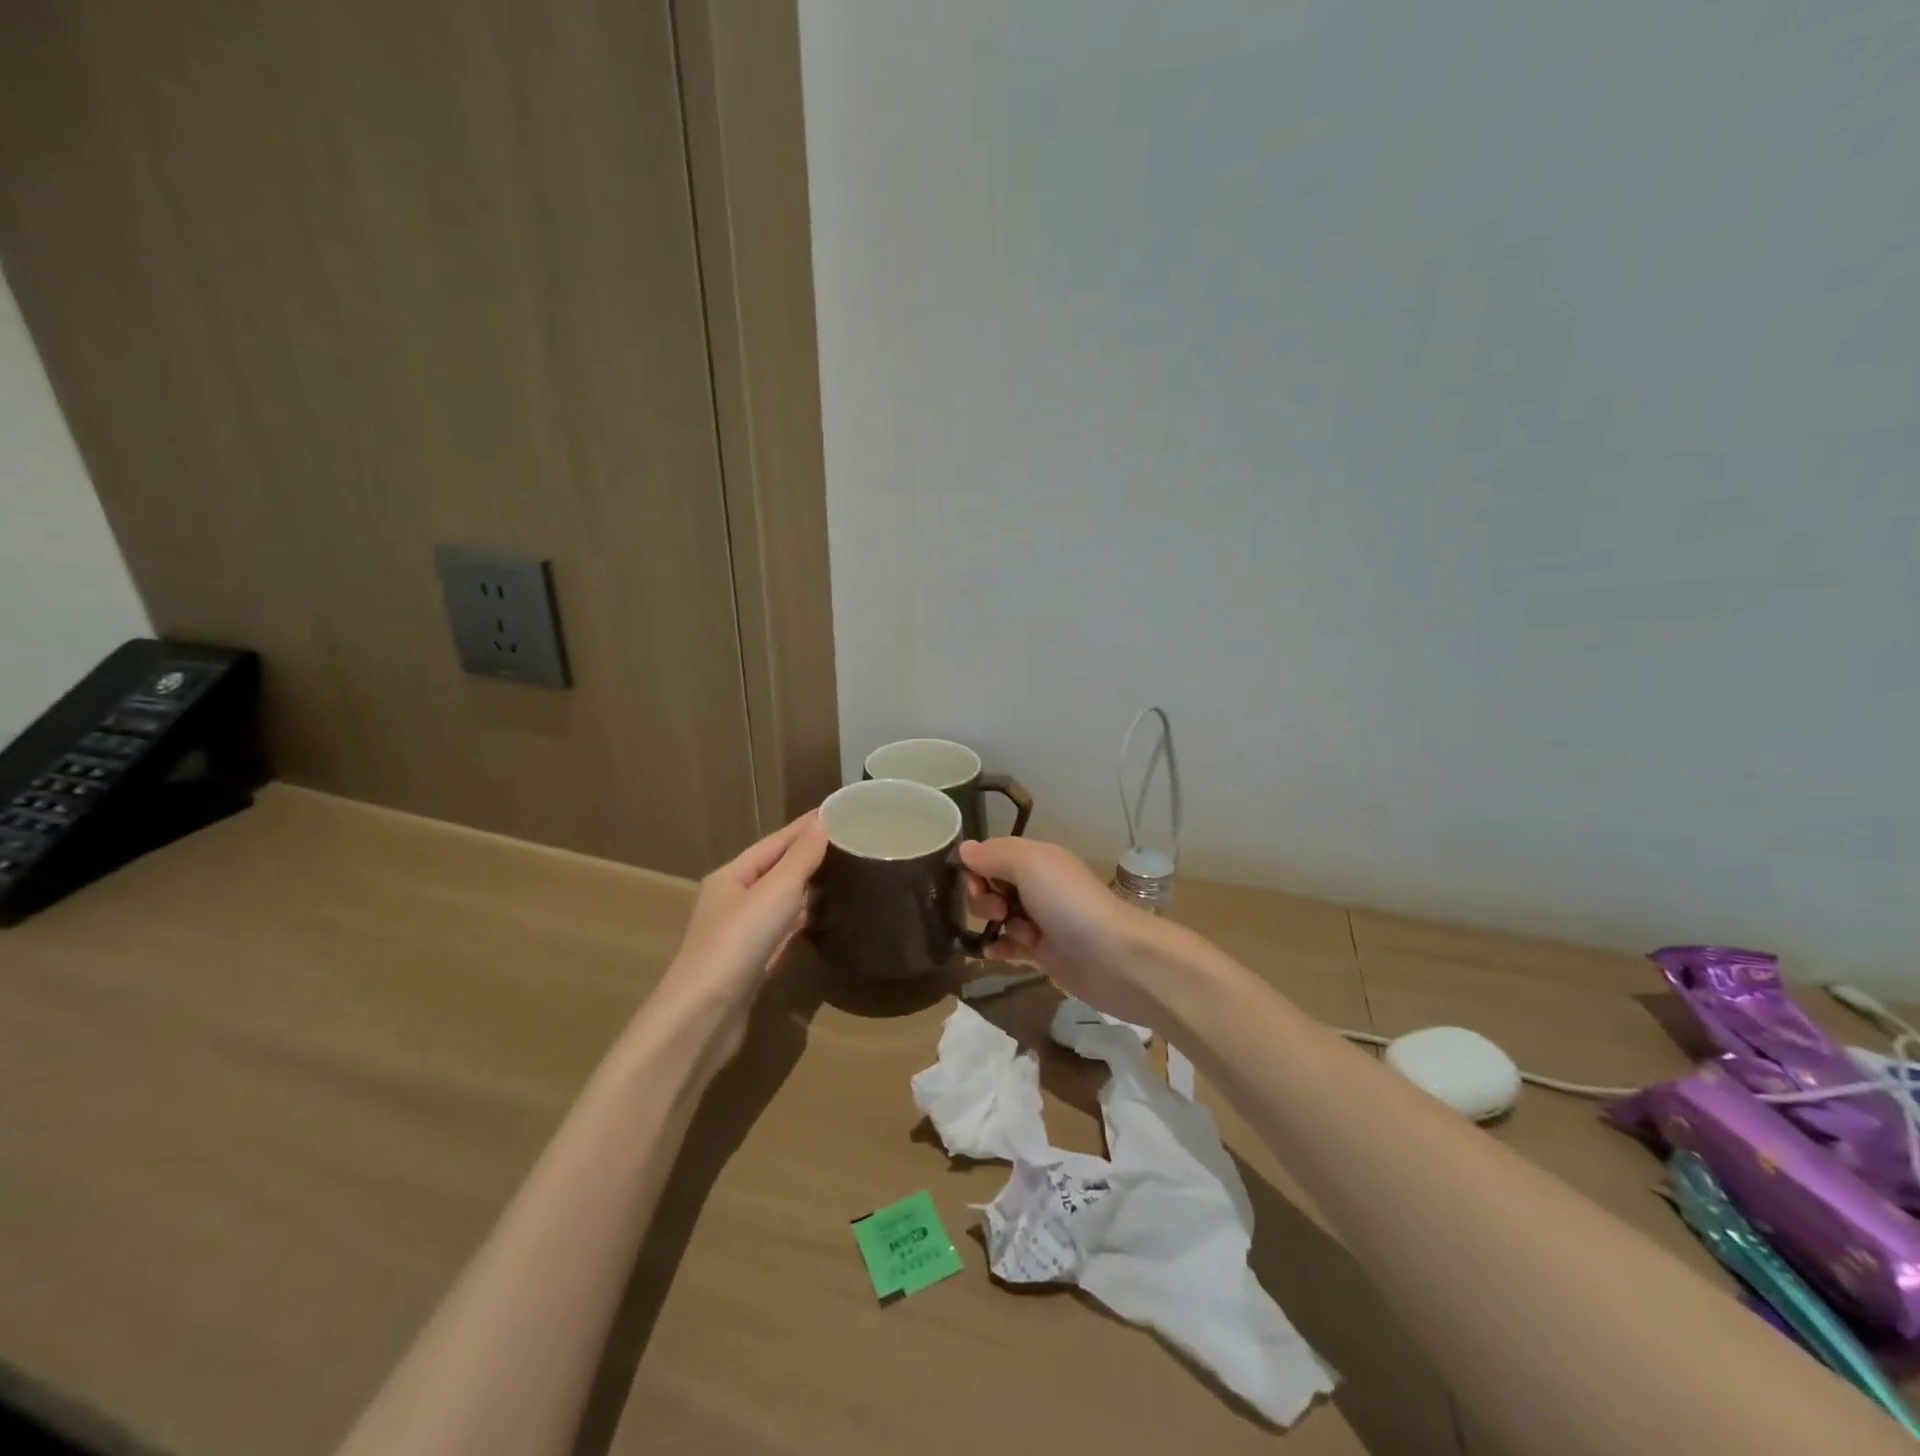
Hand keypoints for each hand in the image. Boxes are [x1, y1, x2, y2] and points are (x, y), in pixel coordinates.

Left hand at [655, 812, 828, 1054]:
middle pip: (775, 871)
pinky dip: (800, 923)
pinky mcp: (751, 966)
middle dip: (807, 856)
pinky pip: (781, 934)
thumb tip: (822, 824)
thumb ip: (800, 858)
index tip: (838, 812)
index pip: (775, 842)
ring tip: (842, 877)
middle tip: (848, 843)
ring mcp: (740, 936)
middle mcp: (732, 901)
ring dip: (806, 890)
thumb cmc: (738, 942)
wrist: (704, 1016)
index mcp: (731, 877)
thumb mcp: (775, 892)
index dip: (805, 827)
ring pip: (779, 903)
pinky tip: (820, 922)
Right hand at [961, 837, 1168, 1029]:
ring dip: (994, 925)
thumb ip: (994, 855)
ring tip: (1014, 936)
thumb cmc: (1068, 903)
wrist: (1114, 957)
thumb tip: (964, 849)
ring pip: (999, 916)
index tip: (978, 885)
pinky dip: (999, 948)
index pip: (992, 855)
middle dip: (984, 899)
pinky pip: (1009, 946)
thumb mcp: (1030, 865)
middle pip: (992, 886)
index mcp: (1037, 859)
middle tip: (998, 912)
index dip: (977, 869)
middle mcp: (1038, 885)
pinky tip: (994, 954)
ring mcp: (1041, 920)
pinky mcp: (1044, 952)